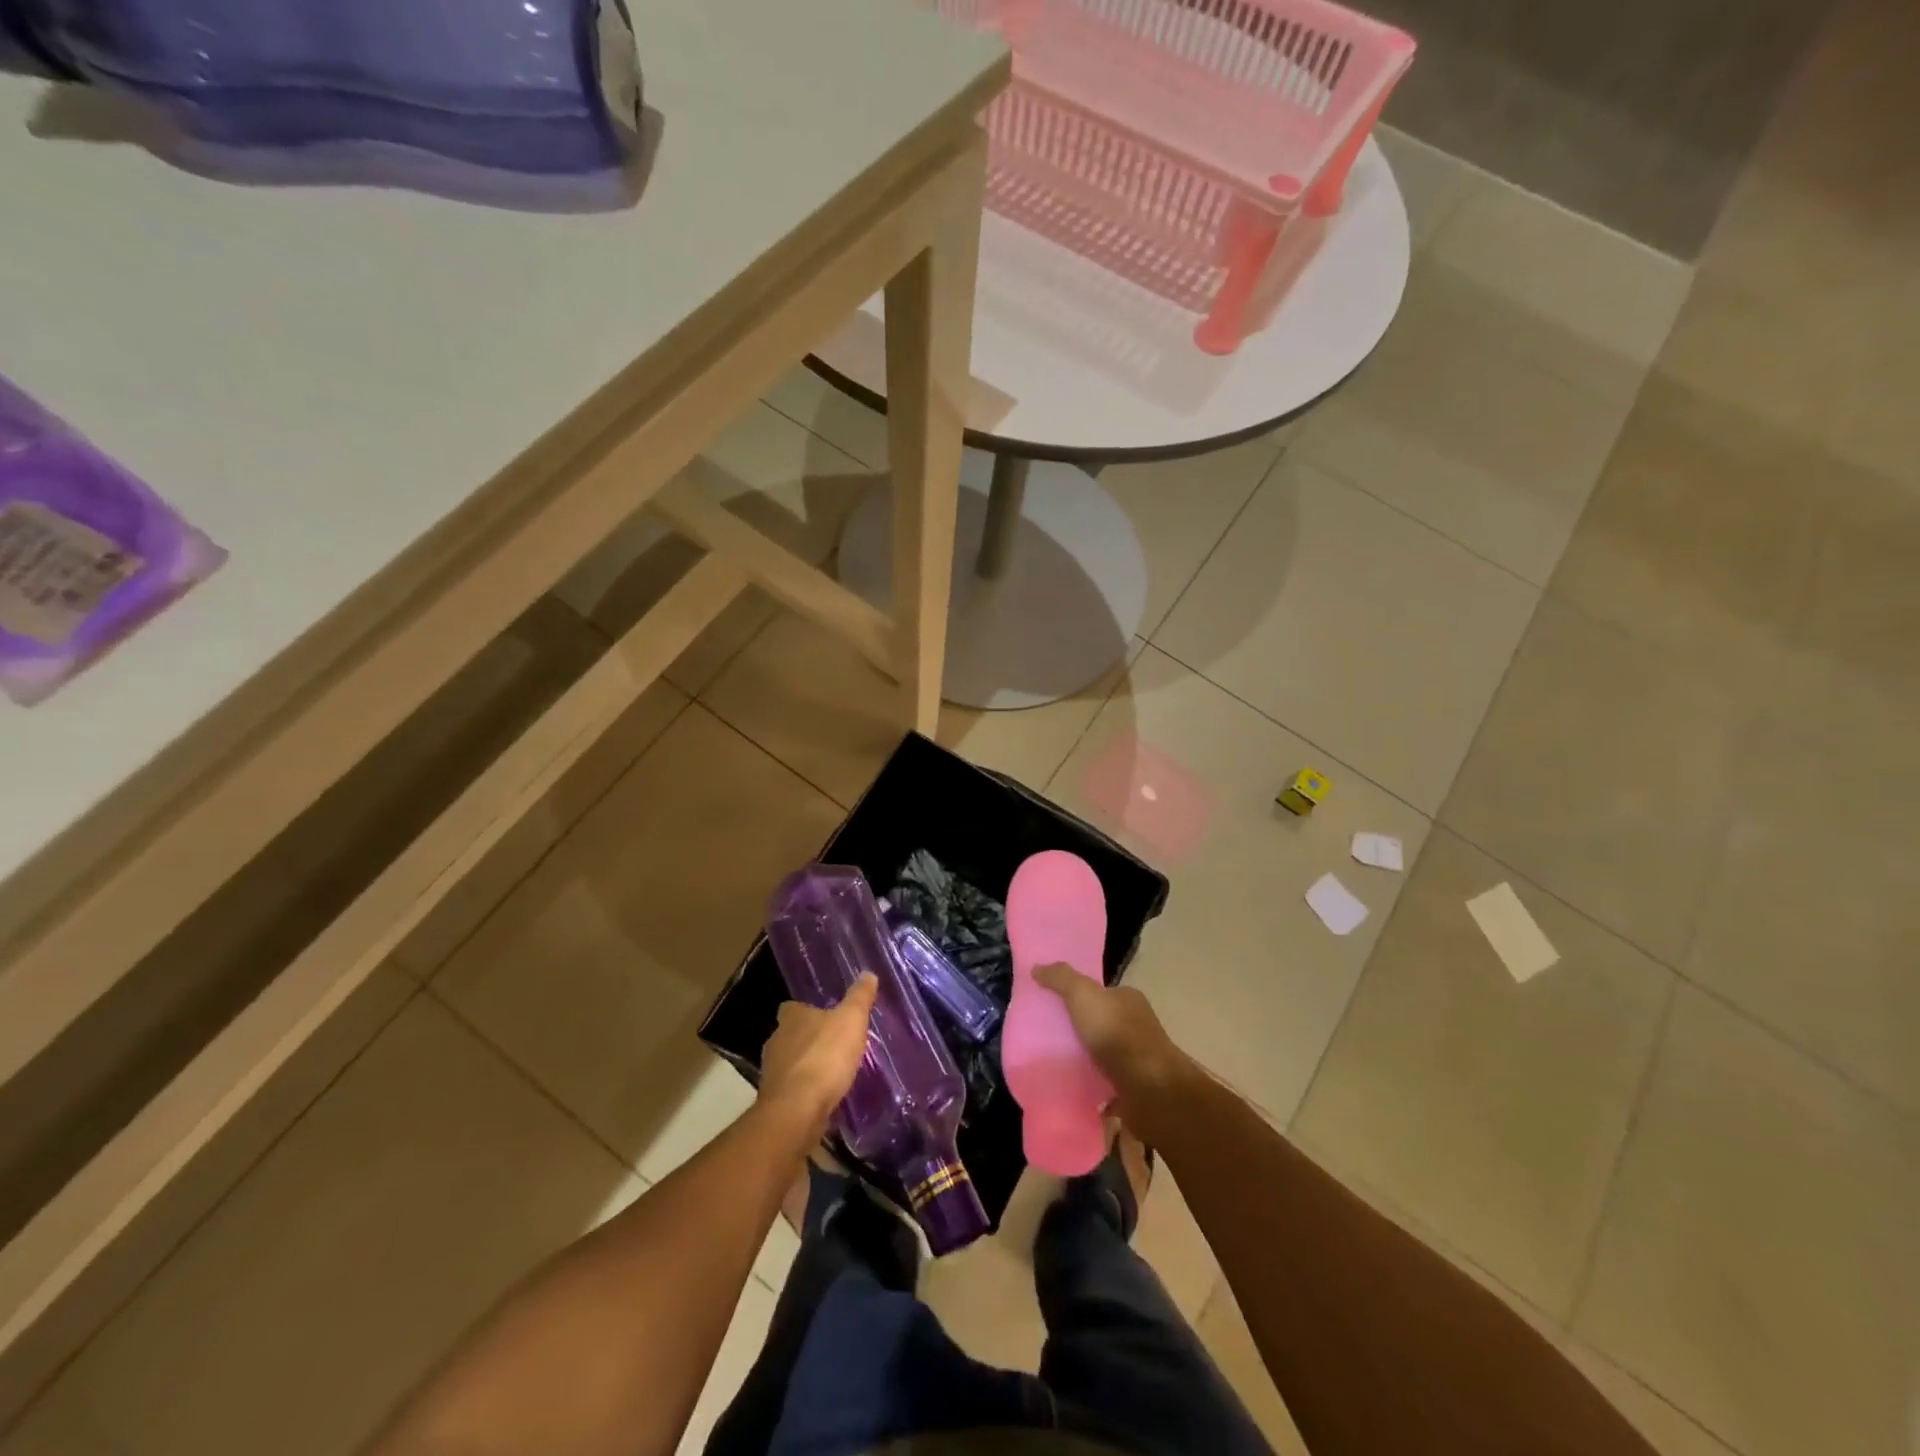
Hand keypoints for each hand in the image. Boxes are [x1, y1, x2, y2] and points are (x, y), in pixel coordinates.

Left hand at [758, 973, 878, 1143]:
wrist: (797, 1112)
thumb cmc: (825, 1057)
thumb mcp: (851, 1020)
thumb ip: (859, 997)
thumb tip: (868, 974)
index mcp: (791, 1018)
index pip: (793, 1007)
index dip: (807, 1010)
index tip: (824, 1015)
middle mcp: (776, 1041)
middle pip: (790, 1035)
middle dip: (808, 1039)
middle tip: (833, 1044)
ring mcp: (773, 1074)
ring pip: (791, 1063)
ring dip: (806, 1067)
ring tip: (831, 1073)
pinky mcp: (775, 1102)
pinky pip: (793, 1091)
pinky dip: (805, 1092)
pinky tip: (823, 1098)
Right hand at [1033, 965, 1190, 1139]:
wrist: (1150, 1089)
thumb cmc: (1117, 1034)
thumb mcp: (1083, 994)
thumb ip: (1061, 978)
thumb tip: (1037, 967)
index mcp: (1128, 1000)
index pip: (1101, 993)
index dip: (1077, 997)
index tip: (1053, 1007)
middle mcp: (1137, 1027)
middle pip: (1101, 1024)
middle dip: (1079, 1031)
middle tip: (1047, 1038)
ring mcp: (1138, 1061)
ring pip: (1104, 1056)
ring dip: (1085, 1062)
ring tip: (1055, 1066)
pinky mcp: (1135, 1091)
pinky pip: (1107, 1087)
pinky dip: (1093, 1090)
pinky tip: (1073, 1091)